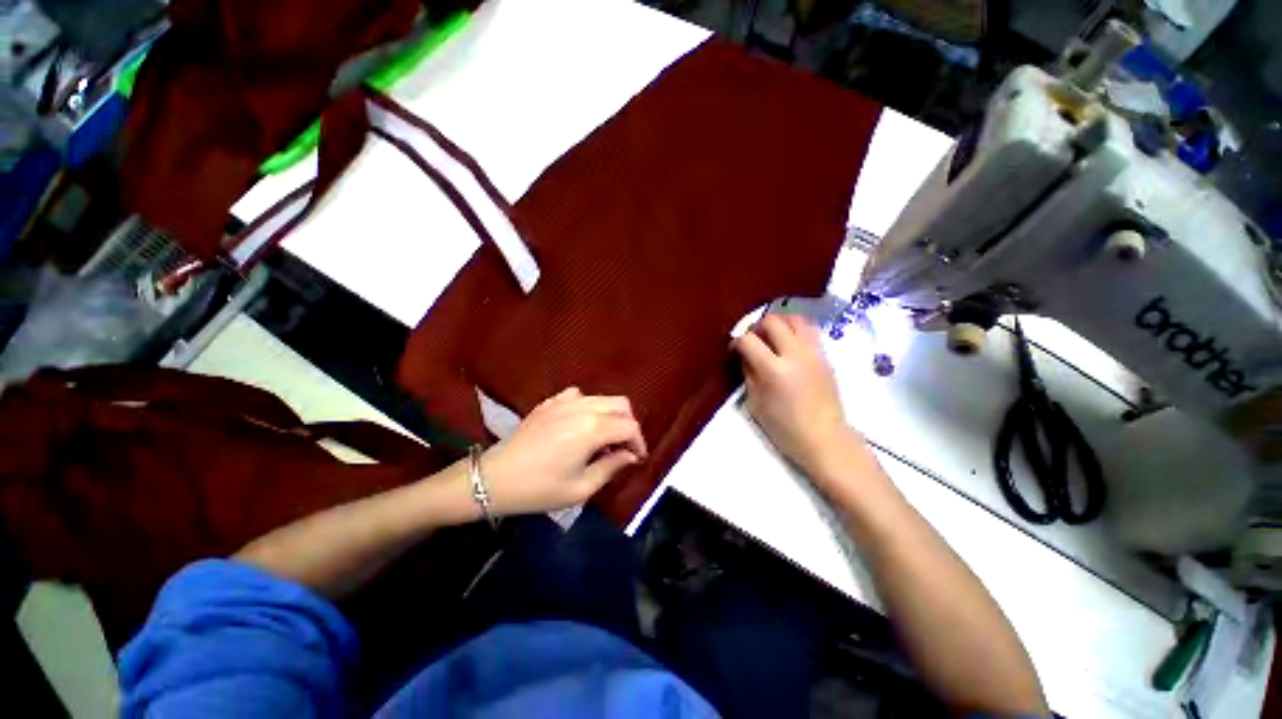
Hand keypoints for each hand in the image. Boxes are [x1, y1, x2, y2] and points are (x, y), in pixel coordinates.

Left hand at [479, 387, 647, 514]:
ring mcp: (564, 401)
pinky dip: (589, 407)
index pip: (630, 426)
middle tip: (622, 447)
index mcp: (592, 428)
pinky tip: (580, 424)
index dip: (639, 442)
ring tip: (603, 438)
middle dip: (628, 424)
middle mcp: (583, 407)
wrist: (495, 478)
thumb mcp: (581, 488)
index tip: (636, 458)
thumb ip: (612, 467)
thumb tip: (630, 456)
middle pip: (621, 404)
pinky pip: (579, 396)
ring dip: (611, 415)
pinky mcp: (550, 402)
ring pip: (602, 398)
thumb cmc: (540, 489)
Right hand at [732, 314, 859, 478]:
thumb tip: (745, 355)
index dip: (737, 341)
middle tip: (753, 340)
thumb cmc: (785, 428)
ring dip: (780, 323)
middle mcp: (796, 354)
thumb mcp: (756, 403)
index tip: (734, 350)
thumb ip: (749, 374)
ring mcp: (814, 353)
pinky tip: (788, 346)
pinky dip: (795, 331)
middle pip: (773, 321)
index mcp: (774, 370)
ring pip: (796, 319)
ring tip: (772, 337)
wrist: (825, 439)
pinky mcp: (825, 357)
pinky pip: (809, 331)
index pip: (749, 340)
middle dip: (757, 326)